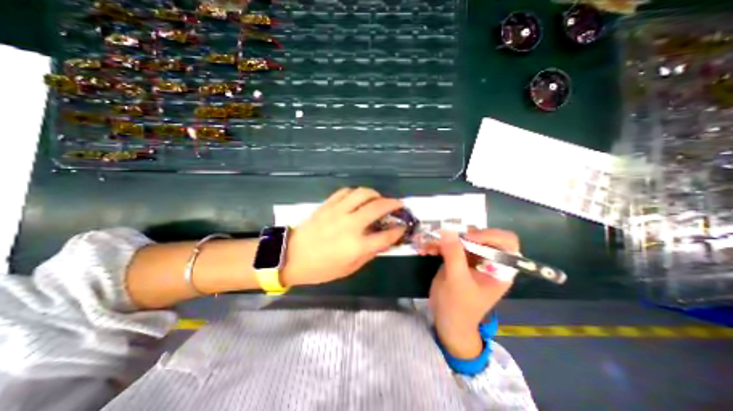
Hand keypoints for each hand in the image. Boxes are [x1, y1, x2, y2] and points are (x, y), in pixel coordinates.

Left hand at [282, 188, 405, 286]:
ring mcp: (337, 212)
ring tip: (378, 199)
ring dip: (375, 194)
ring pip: (362, 193)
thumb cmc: (321, 268)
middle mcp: (350, 225)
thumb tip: (383, 242)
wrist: (291, 256)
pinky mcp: (327, 205)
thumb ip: (369, 254)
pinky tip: (358, 198)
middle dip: (393, 204)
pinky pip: (345, 192)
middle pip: (378, 207)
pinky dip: (356, 192)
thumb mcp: (348, 269)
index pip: (386, 236)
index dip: (398, 231)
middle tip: (398, 205)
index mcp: (356, 246)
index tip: (403, 227)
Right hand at [428, 230, 516, 357]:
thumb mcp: (457, 280)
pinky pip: (449, 244)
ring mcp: (472, 258)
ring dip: (444, 239)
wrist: (446, 320)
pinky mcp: (458, 258)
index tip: (468, 237)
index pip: (506, 241)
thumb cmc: (458, 306)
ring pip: (462, 238)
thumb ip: (454, 254)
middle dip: (460, 235)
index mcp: (500, 268)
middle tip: (445, 237)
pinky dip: (437, 245)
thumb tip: (447, 230)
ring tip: (429, 246)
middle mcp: (488, 260)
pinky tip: (426, 250)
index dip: (490, 235)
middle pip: (480, 236)